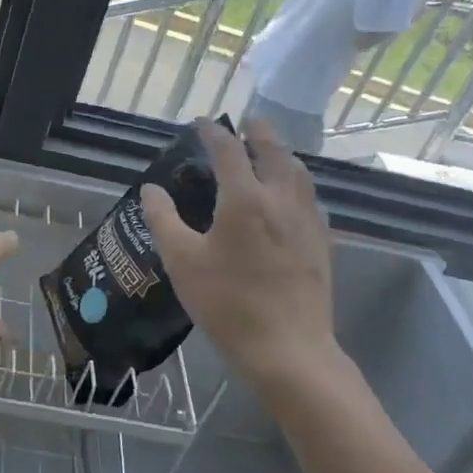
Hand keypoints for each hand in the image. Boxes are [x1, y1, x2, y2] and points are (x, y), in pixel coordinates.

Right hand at [141, 118, 336, 388]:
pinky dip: (297, 183)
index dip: (214, 132)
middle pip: (274, 152)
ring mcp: (307, 221)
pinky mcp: (321, 243)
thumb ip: (163, 219)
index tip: (202, 123)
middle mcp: (280, 200)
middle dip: (259, 133)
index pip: (229, 150)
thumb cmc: (228, 303)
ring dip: (283, 154)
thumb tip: (151, 189)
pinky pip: (311, 198)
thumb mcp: (182, 261)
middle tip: (248, 122)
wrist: (288, 350)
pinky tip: (291, 197)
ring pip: (299, 173)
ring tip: (271, 152)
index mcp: (244, 199)